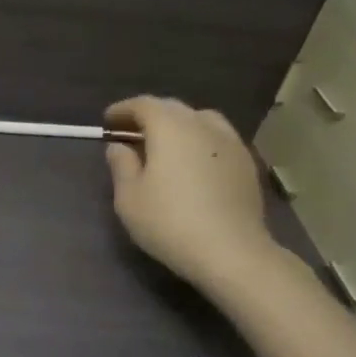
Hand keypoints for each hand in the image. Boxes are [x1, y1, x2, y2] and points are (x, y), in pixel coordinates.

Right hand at [103, 96, 282, 295]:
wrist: (231, 251)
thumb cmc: (169, 222)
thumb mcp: (129, 197)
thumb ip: (122, 165)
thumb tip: (119, 146)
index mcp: (170, 128)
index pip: (144, 105)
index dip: (124, 109)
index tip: (108, 120)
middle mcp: (202, 126)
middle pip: (173, 108)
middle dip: (150, 115)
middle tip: (131, 131)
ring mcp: (230, 143)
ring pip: (201, 120)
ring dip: (179, 124)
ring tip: (165, 143)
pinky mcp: (247, 163)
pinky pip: (218, 138)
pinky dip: (200, 140)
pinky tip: (193, 161)